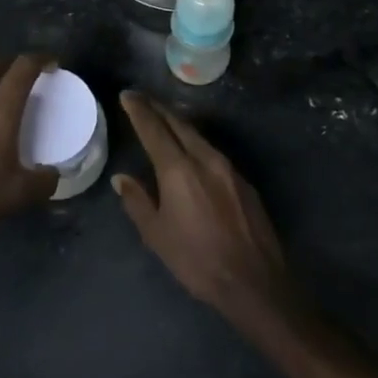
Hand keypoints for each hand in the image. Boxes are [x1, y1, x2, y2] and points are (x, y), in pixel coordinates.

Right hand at [113, 92, 289, 324]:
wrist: (254, 282)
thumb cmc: (197, 260)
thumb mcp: (157, 235)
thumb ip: (137, 202)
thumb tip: (123, 178)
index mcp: (178, 169)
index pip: (154, 129)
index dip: (139, 110)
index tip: (127, 95)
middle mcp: (205, 159)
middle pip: (179, 124)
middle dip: (159, 109)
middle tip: (143, 100)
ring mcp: (229, 168)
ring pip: (199, 136)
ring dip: (179, 124)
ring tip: (165, 120)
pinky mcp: (244, 182)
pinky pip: (214, 152)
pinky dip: (197, 143)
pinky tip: (193, 152)